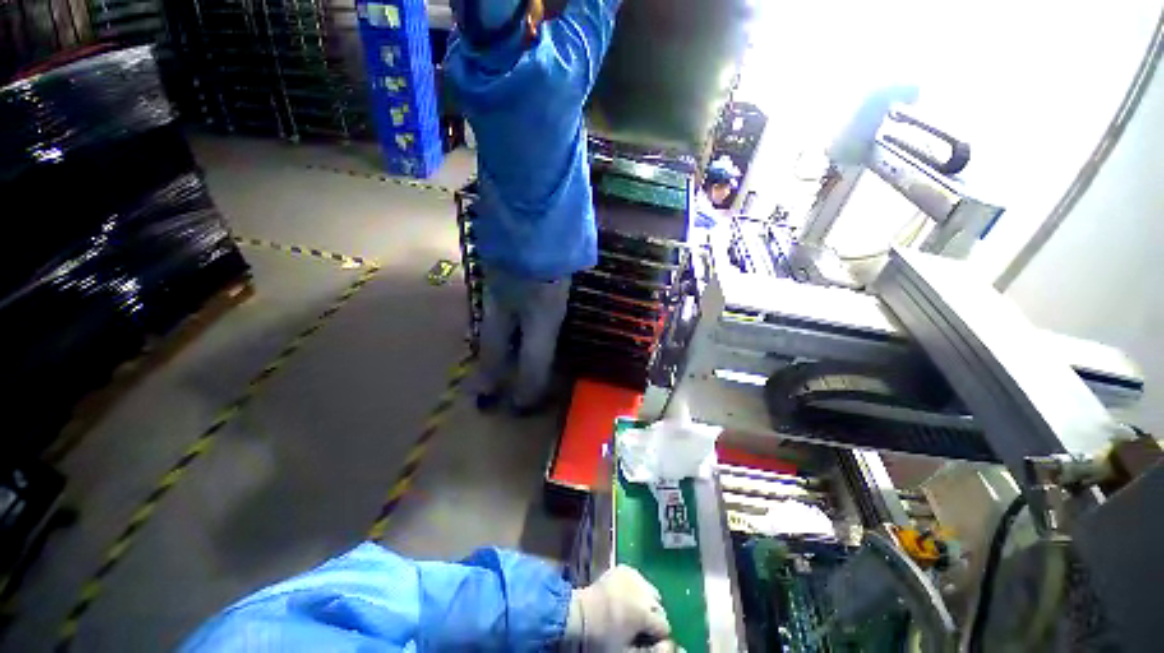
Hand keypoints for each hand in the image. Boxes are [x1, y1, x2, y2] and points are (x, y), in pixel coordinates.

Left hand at [565, 565, 672, 651]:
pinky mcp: (624, 568)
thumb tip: (670, 646)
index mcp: (645, 612)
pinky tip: (625, 596)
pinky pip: (638, 578)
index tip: (646, 638)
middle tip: (638, 624)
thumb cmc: (604, 637)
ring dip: (645, 599)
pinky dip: (635, 587)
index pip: (664, 624)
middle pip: (658, 605)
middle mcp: (643, 590)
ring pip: (649, 589)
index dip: (657, 634)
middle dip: (652, 615)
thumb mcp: (628, 651)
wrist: (581, 614)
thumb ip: (651, 651)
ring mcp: (633, 575)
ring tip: (631, 609)